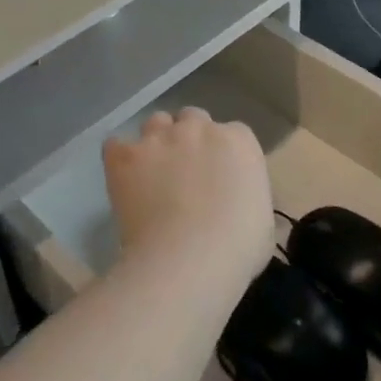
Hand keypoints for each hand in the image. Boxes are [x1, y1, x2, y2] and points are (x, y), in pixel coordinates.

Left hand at [103, 108, 273, 283]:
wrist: (187, 261)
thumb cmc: (236, 249)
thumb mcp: (264, 224)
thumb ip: (251, 199)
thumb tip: (243, 204)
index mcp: (239, 141)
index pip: (233, 133)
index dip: (224, 154)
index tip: (220, 178)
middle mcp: (199, 128)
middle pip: (193, 119)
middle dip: (190, 139)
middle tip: (186, 173)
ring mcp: (159, 138)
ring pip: (156, 123)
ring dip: (156, 141)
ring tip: (152, 171)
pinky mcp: (125, 156)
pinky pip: (116, 145)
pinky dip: (119, 157)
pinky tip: (123, 177)